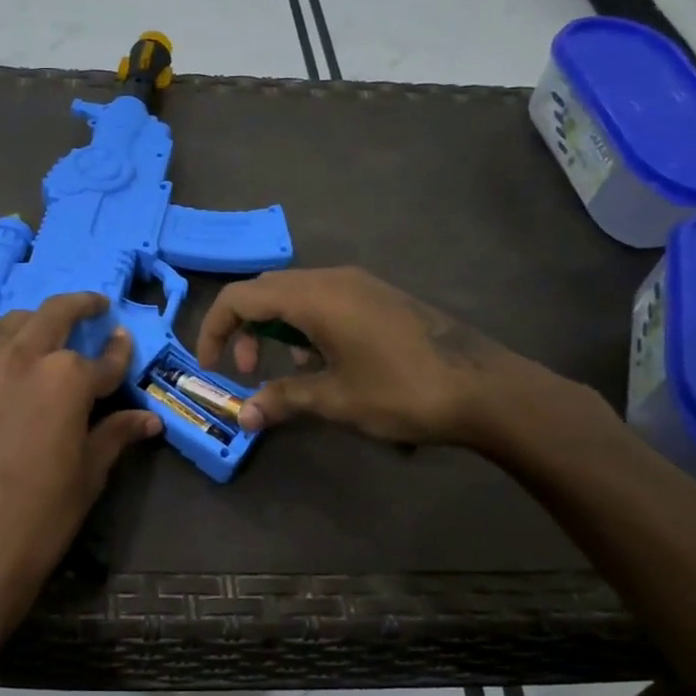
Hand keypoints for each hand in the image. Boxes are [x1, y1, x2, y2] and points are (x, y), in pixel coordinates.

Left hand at [0, 293, 161, 620]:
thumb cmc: (42, 514)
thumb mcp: (89, 473)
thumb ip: (116, 433)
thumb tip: (149, 418)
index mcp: (67, 378)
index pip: (103, 358)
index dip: (120, 351)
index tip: (124, 340)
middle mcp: (22, 358)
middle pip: (53, 314)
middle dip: (79, 305)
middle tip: (92, 306)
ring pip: (10, 327)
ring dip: (34, 324)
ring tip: (44, 335)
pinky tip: (3, 376)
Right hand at [196, 266, 550, 446]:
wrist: (484, 388)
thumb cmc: (402, 391)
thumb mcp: (335, 399)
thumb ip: (282, 400)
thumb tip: (243, 416)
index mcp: (314, 297)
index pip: (241, 298)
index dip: (215, 329)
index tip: (211, 366)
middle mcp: (332, 279)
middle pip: (265, 291)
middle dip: (245, 330)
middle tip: (249, 373)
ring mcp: (359, 284)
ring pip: (295, 295)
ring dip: (277, 330)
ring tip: (292, 375)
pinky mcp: (378, 297)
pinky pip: (324, 301)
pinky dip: (306, 327)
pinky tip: (326, 365)